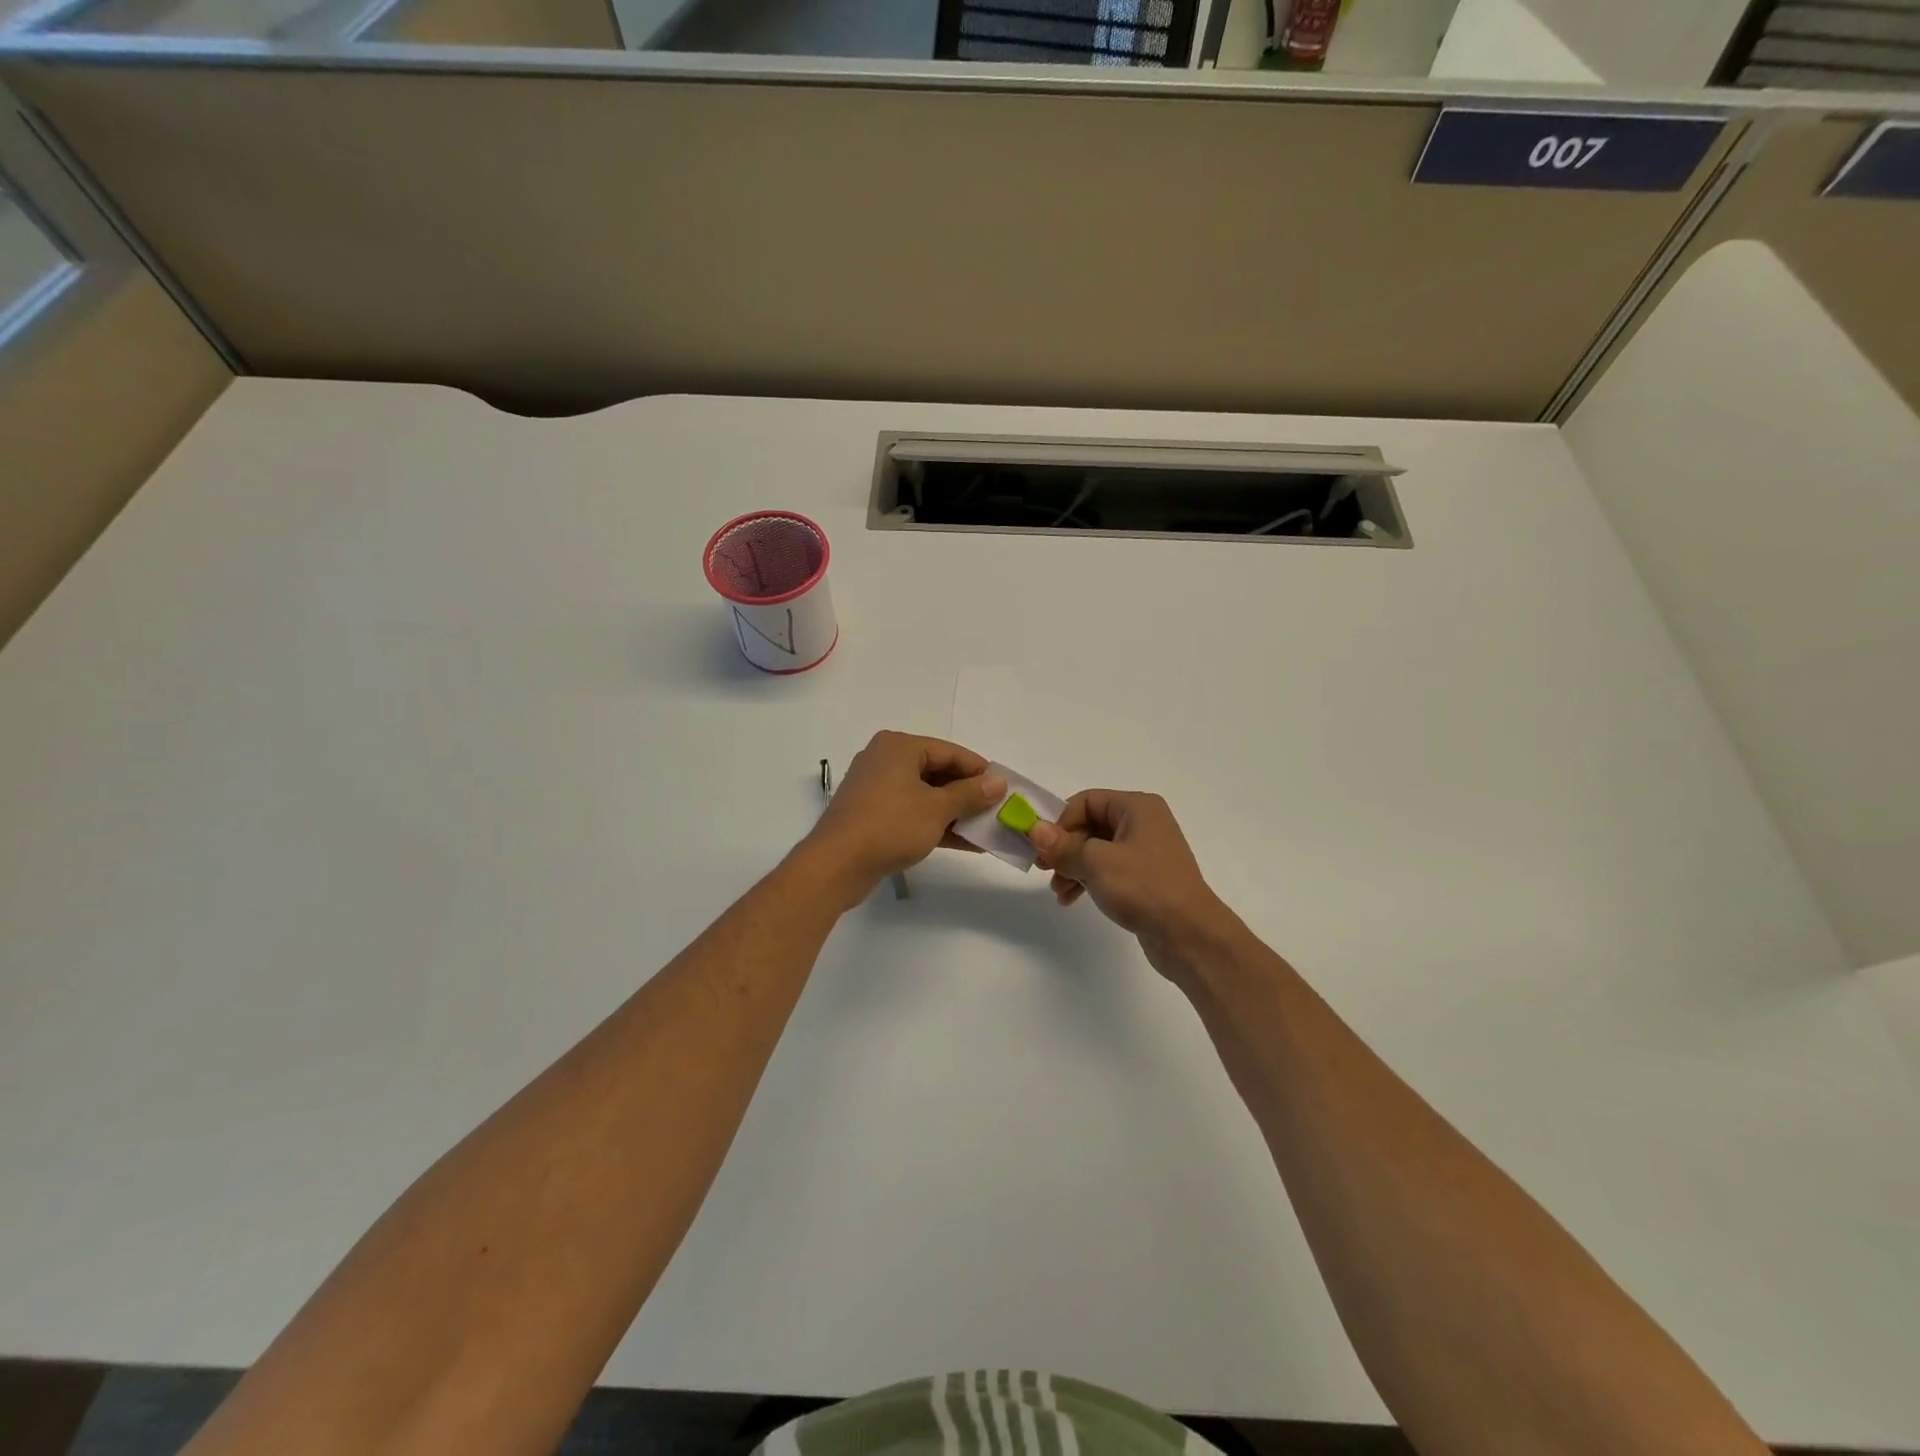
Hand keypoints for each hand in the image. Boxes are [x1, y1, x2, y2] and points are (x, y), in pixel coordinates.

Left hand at [801, 732, 1004, 904]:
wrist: (836, 865)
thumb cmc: (889, 826)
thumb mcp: (937, 809)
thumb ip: (970, 794)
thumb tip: (998, 782)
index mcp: (899, 747)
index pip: (950, 752)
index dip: (980, 770)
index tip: (1005, 789)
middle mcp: (885, 760)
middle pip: (938, 772)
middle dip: (969, 794)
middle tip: (998, 810)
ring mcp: (877, 789)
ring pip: (926, 795)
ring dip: (956, 813)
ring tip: (987, 830)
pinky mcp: (873, 816)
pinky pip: (913, 813)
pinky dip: (937, 825)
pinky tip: (966, 843)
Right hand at [1029, 790, 1237, 977]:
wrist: (1189, 935)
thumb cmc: (1143, 887)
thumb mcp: (1095, 862)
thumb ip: (1062, 845)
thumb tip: (1034, 828)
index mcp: (1137, 807)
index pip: (1086, 801)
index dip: (1060, 822)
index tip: (1042, 849)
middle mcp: (1143, 823)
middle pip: (1090, 825)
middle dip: (1064, 848)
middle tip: (1044, 870)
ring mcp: (1146, 852)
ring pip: (1096, 850)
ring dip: (1072, 867)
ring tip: (1058, 891)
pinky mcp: (1145, 878)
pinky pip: (1108, 870)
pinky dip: (1088, 880)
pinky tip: (1071, 899)